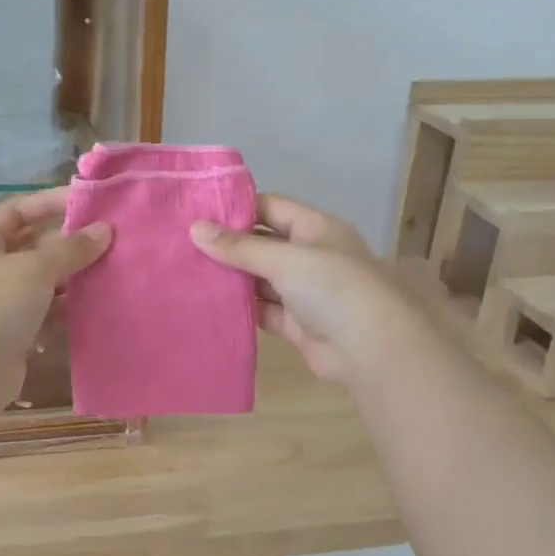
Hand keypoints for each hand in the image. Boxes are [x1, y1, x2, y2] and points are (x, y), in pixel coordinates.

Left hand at [0, 187, 110, 386]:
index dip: (48, 203)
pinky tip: (95, 304)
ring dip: (70, 276)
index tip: (85, 203)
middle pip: (29, 246)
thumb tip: (105, 230)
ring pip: (39, 281)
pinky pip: (44, 313)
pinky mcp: (11, 334)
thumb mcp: (35, 268)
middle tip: (106, 239)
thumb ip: (71, 248)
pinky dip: (66, 308)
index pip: (15, 211)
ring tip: (108, 269)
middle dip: (66, 242)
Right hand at [190, 195, 419, 383]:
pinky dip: (242, 308)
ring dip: (232, 278)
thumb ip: (239, 247)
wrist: (372, 348)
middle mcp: (310, 255)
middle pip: (263, 243)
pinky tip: (210, 304)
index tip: (197, 212)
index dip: (237, 208)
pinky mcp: (297, 324)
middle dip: (228, 245)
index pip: (271, 207)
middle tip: (182, 244)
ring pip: (261, 279)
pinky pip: (263, 310)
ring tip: (187, 272)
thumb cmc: (333, 288)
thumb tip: (195, 229)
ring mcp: (304, 291)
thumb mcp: (284, 259)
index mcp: (316, 228)